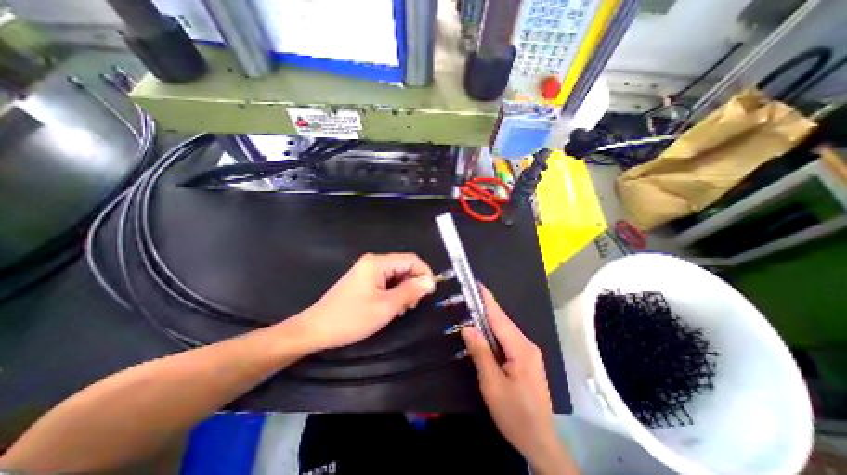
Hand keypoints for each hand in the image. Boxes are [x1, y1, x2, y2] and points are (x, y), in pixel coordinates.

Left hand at [293, 254, 435, 350]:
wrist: (316, 329)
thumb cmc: (352, 318)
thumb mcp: (386, 306)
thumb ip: (410, 291)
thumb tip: (430, 282)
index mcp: (378, 263)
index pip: (411, 259)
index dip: (424, 273)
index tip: (430, 292)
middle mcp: (373, 262)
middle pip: (403, 266)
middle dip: (413, 283)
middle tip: (413, 304)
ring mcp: (367, 270)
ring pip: (396, 275)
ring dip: (404, 289)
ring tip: (402, 308)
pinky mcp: (363, 280)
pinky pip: (386, 281)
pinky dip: (394, 292)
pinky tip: (392, 306)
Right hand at [461, 284, 571, 472]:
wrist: (539, 441)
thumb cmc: (514, 413)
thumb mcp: (492, 384)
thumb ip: (480, 353)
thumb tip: (468, 327)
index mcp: (521, 348)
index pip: (500, 318)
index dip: (488, 300)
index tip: (477, 284)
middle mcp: (527, 345)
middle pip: (503, 322)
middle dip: (486, 308)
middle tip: (468, 297)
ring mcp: (529, 352)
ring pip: (505, 330)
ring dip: (489, 320)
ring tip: (472, 311)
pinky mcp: (527, 359)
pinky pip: (508, 339)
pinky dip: (494, 333)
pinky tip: (485, 333)